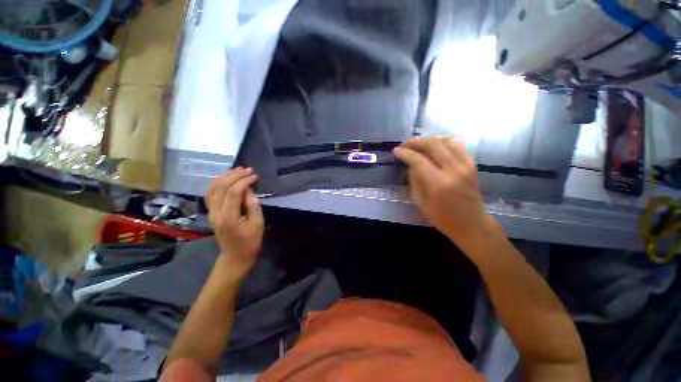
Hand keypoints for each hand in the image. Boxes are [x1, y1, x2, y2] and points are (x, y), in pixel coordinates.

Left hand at [206, 168, 263, 277]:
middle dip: (234, 175)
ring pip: (212, 189)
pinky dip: (218, 183)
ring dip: (224, 177)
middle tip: (247, 169)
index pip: (233, 192)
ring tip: (236, 170)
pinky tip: (226, 179)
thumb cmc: (250, 242)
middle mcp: (215, 213)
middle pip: (220, 187)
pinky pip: (210, 194)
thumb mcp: (258, 224)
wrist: (235, 257)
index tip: (255, 176)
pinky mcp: (211, 213)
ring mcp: (211, 213)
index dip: (244, 181)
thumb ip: (253, 205)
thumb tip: (249, 190)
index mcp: (228, 217)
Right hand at [394, 138, 494, 252]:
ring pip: (446, 141)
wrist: (472, 224)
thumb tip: (410, 165)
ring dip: (429, 140)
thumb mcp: (421, 203)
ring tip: (418, 144)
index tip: (396, 151)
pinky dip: (444, 142)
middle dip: (415, 142)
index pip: (419, 160)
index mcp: (439, 183)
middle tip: (404, 145)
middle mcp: (454, 170)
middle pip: (433, 145)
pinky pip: (458, 146)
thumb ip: (415, 181)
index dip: (405, 153)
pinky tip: (436, 146)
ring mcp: (466, 165)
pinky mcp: (472, 165)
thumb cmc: (443, 218)